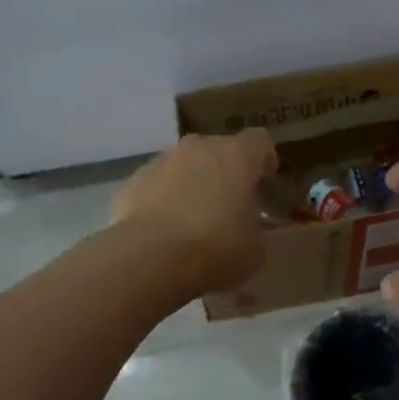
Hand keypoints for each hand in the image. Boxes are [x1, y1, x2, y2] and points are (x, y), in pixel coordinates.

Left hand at [112, 129, 278, 291]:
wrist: (150, 258)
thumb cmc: (214, 248)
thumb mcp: (253, 250)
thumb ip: (254, 230)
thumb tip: (246, 231)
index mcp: (236, 156)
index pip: (259, 141)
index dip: (264, 158)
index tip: (265, 178)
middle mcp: (199, 148)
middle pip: (218, 149)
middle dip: (225, 171)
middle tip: (228, 203)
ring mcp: (162, 161)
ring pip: (184, 165)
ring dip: (191, 183)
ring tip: (191, 219)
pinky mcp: (133, 181)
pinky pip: (156, 184)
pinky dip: (162, 199)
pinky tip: (163, 230)